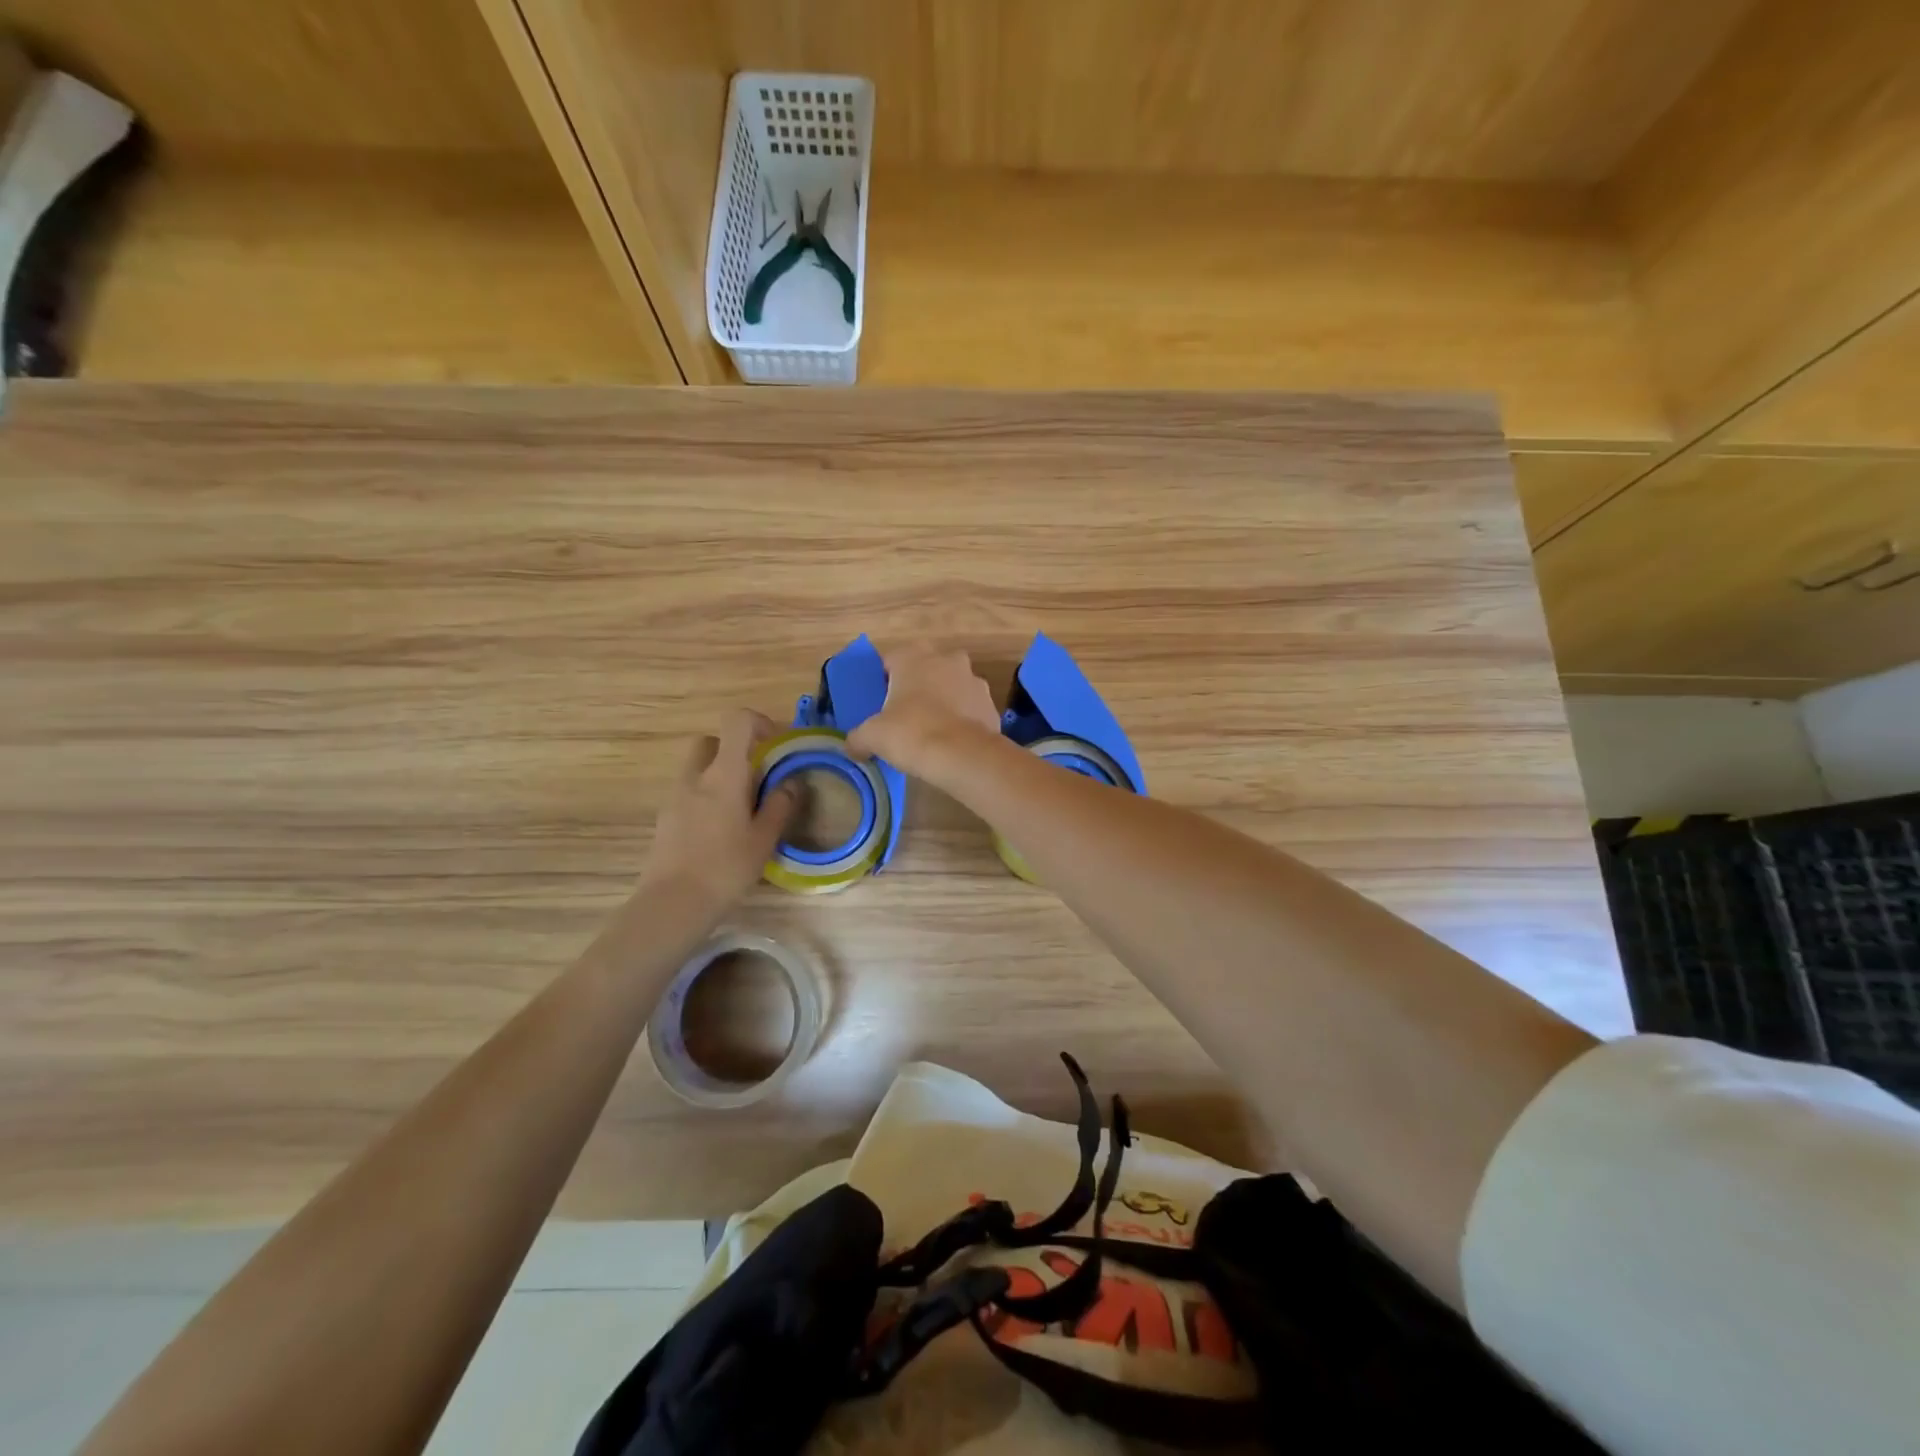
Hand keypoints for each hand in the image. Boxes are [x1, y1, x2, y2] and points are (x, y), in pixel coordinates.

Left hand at [637, 711, 798, 916]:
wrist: (672, 904)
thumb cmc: (726, 868)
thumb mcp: (764, 838)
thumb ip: (780, 805)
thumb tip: (792, 781)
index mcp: (724, 774)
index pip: (737, 721)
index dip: (760, 723)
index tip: (776, 746)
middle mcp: (695, 776)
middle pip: (711, 741)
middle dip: (733, 750)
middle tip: (755, 778)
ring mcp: (674, 796)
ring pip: (697, 768)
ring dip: (718, 775)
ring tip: (739, 809)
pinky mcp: (664, 818)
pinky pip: (687, 792)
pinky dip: (704, 798)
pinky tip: (718, 831)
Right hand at [848, 643, 1001, 778]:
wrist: (964, 756)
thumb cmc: (911, 733)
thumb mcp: (872, 737)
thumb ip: (858, 738)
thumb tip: (852, 746)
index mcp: (913, 656)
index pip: (890, 660)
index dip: (882, 682)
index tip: (878, 703)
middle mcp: (947, 659)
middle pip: (924, 669)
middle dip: (916, 687)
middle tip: (903, 714)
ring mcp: (974, 680)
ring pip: (951, 687)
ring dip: (942, 701)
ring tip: (930, 731)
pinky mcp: (991, 704)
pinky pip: (969, 708)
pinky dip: (961, 720)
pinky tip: (951, 742)